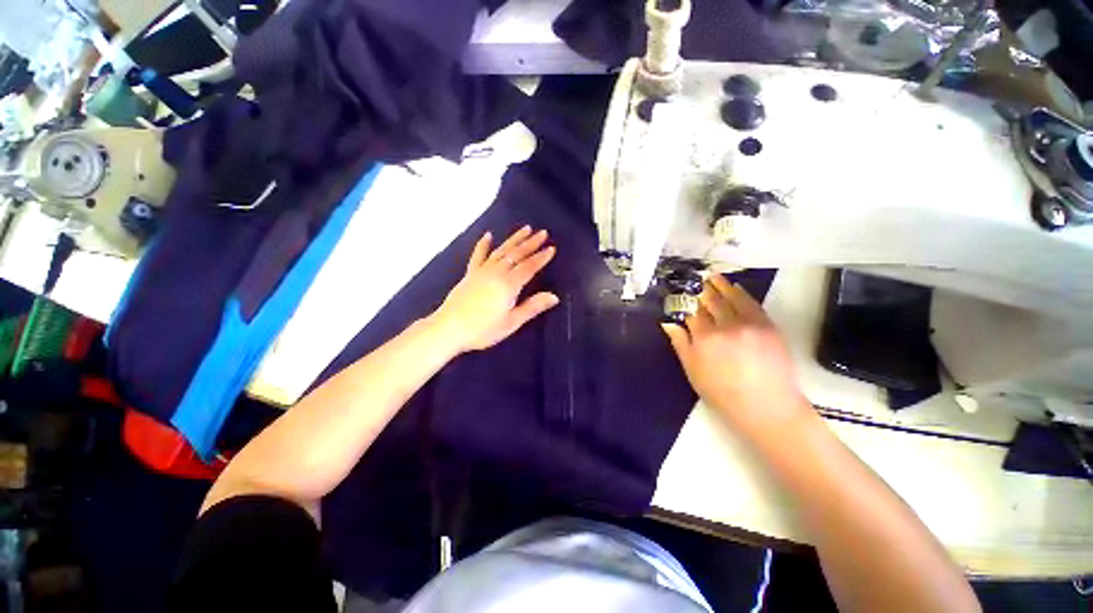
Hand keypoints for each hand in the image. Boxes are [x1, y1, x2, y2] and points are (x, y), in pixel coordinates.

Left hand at [432, 226, 558, 353]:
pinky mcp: (470, 274)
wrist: (449, 329)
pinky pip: (478, 255)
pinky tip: (488, 235)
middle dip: (531, 243)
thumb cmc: (483, 329)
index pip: (529, 267)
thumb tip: (554, 296)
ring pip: (501, 250)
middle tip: (543, 233)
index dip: (541, 258)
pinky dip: (483, 244)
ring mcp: (482, 271)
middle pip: (517, 254)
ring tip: (525, 229)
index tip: (552, 248)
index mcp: (509, 285)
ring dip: (514, 239)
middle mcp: (496, 273)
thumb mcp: (511, 322)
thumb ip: (532, 307)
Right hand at [661, 275, 810, 433]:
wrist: (766, 406)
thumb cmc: (722, 392)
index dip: (684, 302)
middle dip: (701, 290)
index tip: (680, 294)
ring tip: (712, 276)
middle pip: (710, 301)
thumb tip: (668, 322)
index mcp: (705, 338)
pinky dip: (742, 293)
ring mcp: (749, 324)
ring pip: (731, 298)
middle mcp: (726, 326)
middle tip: (695, 279)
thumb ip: (680, 343)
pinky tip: (735, 288)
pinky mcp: (768, 326)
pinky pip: (752, 303)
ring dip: (720, 285)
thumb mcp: (693, 370)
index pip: (691, 312)